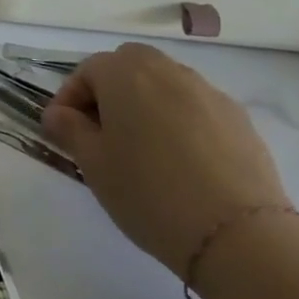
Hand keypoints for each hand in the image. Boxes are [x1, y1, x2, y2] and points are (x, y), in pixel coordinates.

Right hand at [39, 43, 290, 278]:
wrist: (237, 234)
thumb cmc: (147, 192)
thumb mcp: (92, 163)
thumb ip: (69, 129)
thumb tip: (59, 114)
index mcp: (127, 76)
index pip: (88, 69)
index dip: (69, 96)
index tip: (62, 130)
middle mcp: (169, 73)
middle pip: (130, 64)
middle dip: (110, 89)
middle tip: (100, 130)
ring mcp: (210, 94)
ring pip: (166, 83)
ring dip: (145, 102)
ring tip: (140, 147)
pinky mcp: (240, 120)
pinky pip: (196, 106)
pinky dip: (178, 119)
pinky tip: (178, 160)